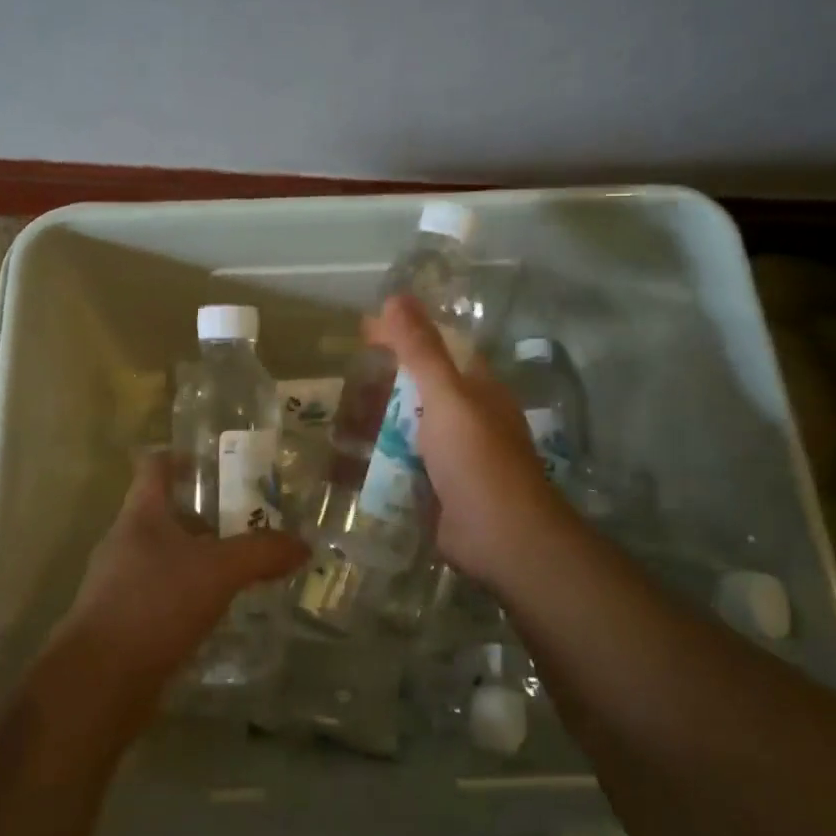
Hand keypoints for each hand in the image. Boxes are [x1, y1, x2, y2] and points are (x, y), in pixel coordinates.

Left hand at [61, 452, 308, 695]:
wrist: (98, 684)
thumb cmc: (154, 604)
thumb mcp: (218, 571)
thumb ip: (262, 553)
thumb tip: (303, 544)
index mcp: (141, 514)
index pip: (155, 465)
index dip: (182, 456)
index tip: (215, 462)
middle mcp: (125, 541)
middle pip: (164, 512)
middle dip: (204, 515)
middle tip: (247, 520)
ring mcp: (118, 583)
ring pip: (164, 557)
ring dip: (197, 558)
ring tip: (238, 568)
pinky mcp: (122, 623)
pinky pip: (160, 596)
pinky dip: (187, 596)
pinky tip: (215, 612)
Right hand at [364, 295, 569, 586]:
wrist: (500, 538)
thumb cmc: (476, 457)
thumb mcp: (446, 395)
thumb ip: (421, 348)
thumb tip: (397, 297)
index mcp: (477, 388)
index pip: (436, 348)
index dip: (402, 336)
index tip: (362, 332)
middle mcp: (468, 417)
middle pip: (419, 389)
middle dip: (382, 383)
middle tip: (341, 379)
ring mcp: (454, 455)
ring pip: (408, 428)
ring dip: (376, 422)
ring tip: (335, 417)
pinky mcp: (439, 488)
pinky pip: (403, 464)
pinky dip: (379, 458)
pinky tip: (348, 458)